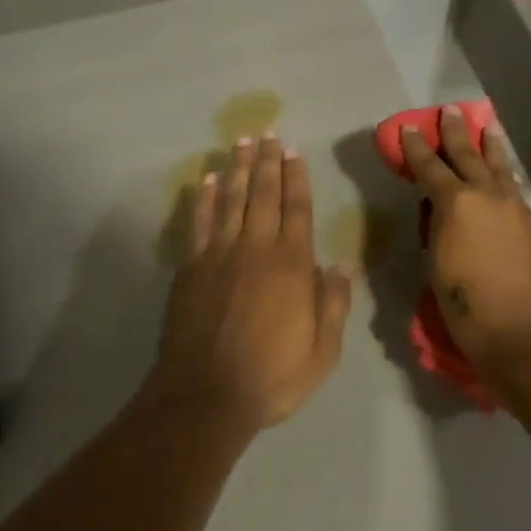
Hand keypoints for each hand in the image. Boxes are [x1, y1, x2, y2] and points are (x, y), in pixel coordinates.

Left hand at [153, 135, 352, 433]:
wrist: (205, 396)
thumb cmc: (270, 377)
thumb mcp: (321, 353)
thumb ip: (333, 305)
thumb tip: (340, 266)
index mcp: (291, 263)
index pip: (296, 208)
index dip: (296, 177)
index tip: (294, 151)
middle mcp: (255, 247)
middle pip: (262, 193)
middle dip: (266, 161)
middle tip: (267, 133)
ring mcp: (219, 253)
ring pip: (230, 199)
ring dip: (236, 168)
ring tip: (240, 142)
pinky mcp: (191, 267)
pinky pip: (199, 222)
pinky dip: (203, 199)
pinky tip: (205, 180)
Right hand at [401, 106, 530, 381]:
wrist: (526, 334)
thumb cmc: (468, 305)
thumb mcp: (436, 263)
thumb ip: (437, 227)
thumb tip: (439, 210)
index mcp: (456, 203)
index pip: (429, 166)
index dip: (416, 147)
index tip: (409, 127)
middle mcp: (487, 196)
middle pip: (468, 155)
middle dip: (456, 133)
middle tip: (450, 111)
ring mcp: (516, 208)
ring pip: (500, 168)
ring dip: (490, 147)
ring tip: (488, 128)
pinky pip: (515, 191)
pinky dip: (506, 178)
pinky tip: (506, 177)